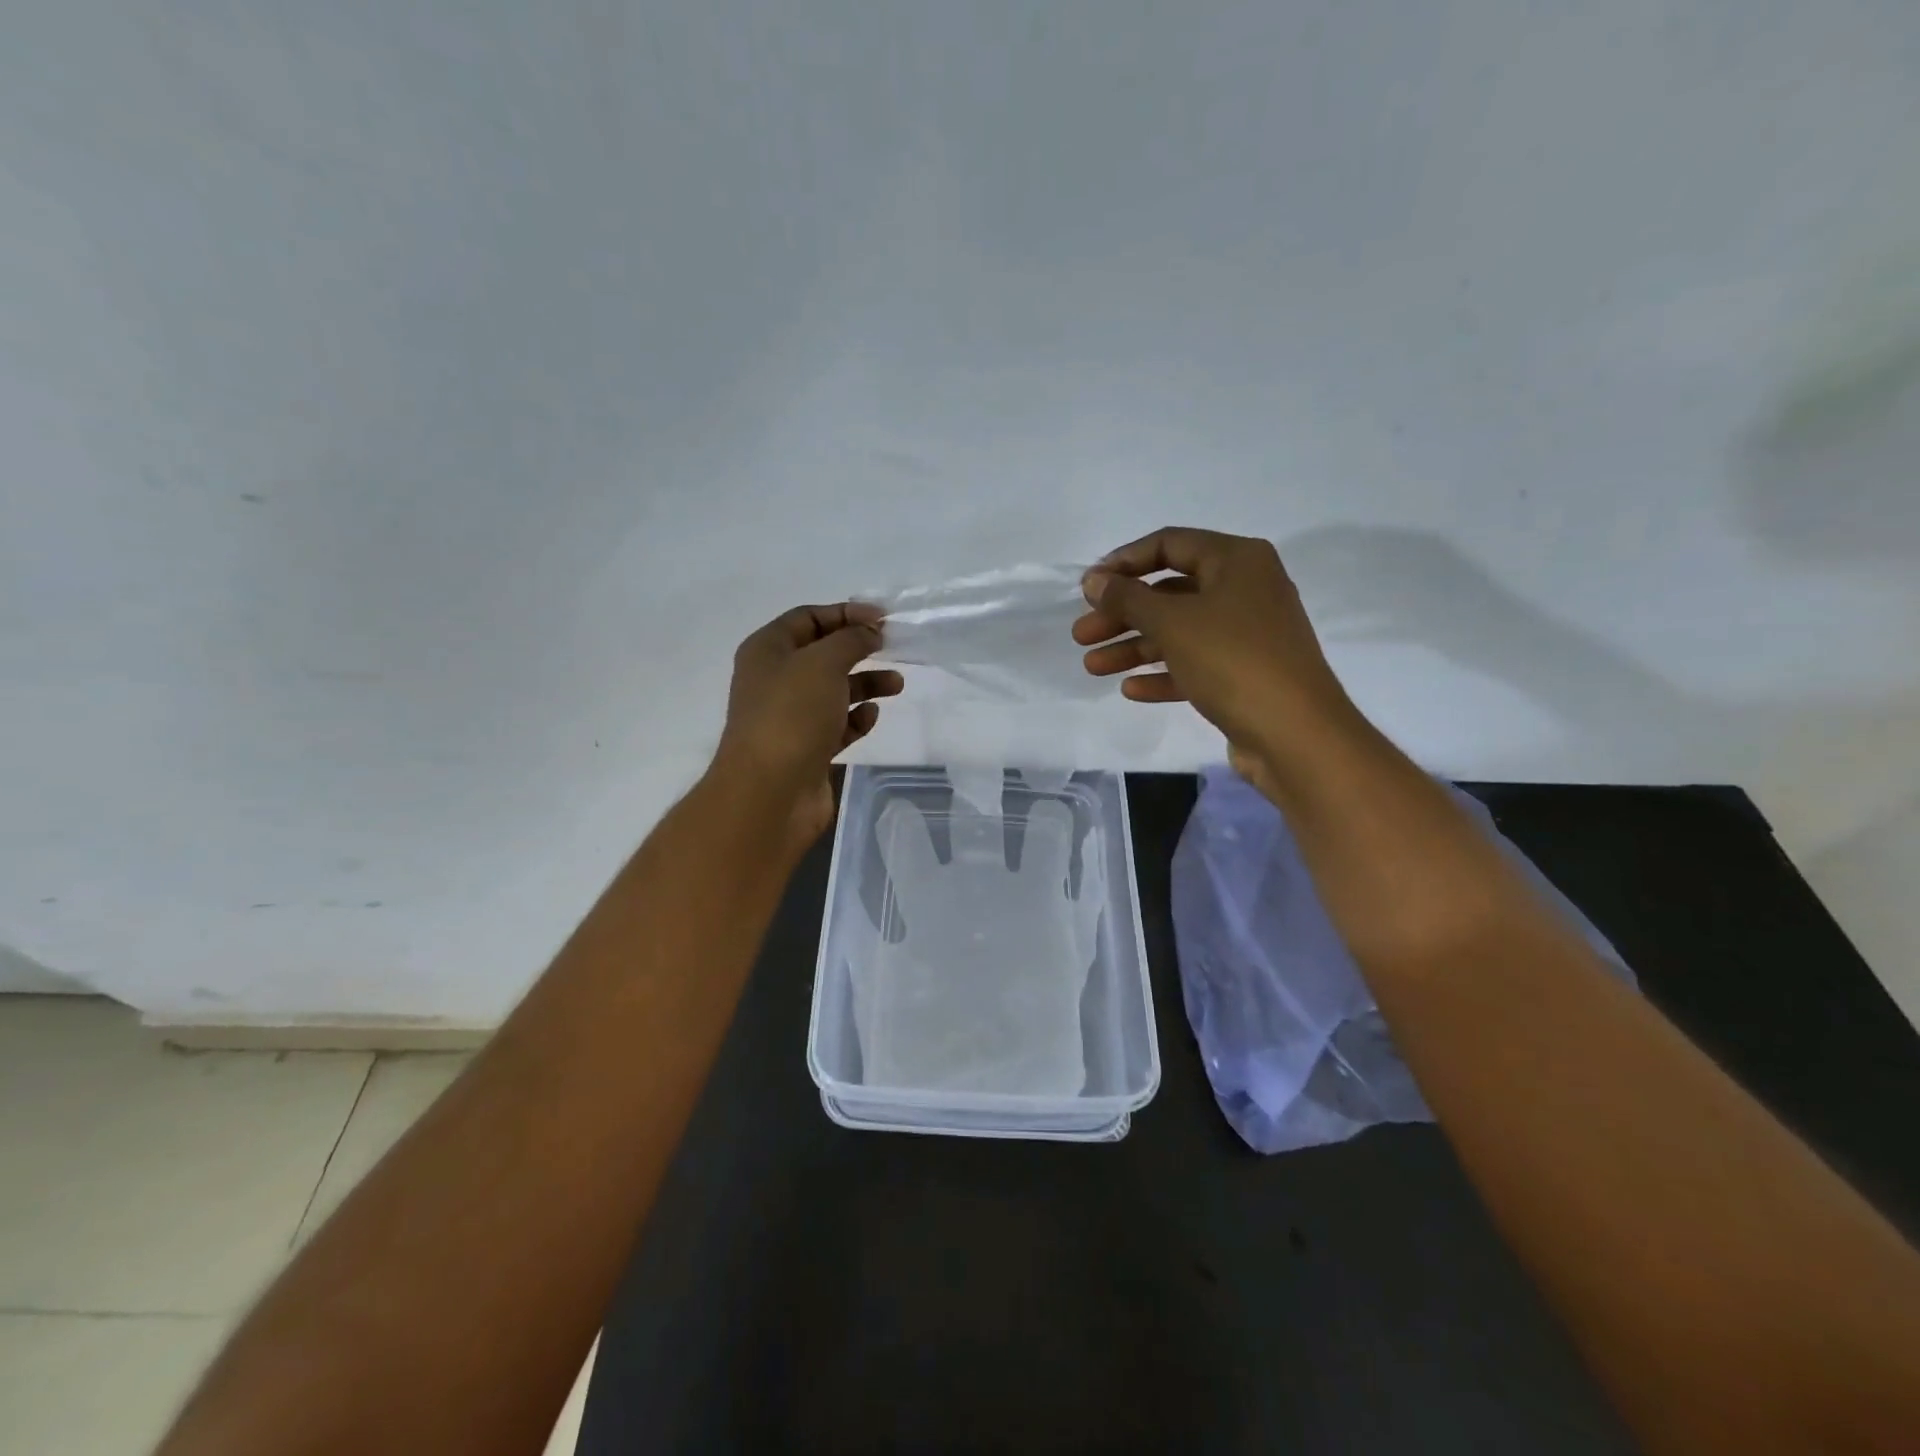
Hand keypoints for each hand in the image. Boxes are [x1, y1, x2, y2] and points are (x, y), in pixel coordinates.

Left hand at [713, 602, 902, 850]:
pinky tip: (870, 718)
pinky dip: (855, 719)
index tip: (883, 619)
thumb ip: (851, 640)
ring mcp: (790, 717)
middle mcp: (775, 680)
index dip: (845, 613)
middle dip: (858, 649)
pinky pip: (836, 725)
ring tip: (896, 686)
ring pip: (833, 691)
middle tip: (892, 648)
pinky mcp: (807, 749)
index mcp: (767, 650)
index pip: (808, 618)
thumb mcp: (823, 662)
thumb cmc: (792, 715)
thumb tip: (869, 632)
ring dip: (865, 684)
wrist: (770, 792)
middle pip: (822, 654)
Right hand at [1072, 527, 1358, 793]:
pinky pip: (1194, 664)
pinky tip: (1130, 689)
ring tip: (1092, 667)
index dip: (1124, 562)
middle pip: (1169, 593)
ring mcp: (1246, 634)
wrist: (1295, 734)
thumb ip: (1128, 598)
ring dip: (1134, 647)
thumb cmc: (1233, 660)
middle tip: (1082, 635)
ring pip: (1178, 632)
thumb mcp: (1172, 623)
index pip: (1170, 545)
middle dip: (1121, 615)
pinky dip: (1162, 674)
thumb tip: (1094, 579)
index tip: (1088, 586)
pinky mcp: (1244, 674)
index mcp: (1237, 561)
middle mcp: (1245, 589)